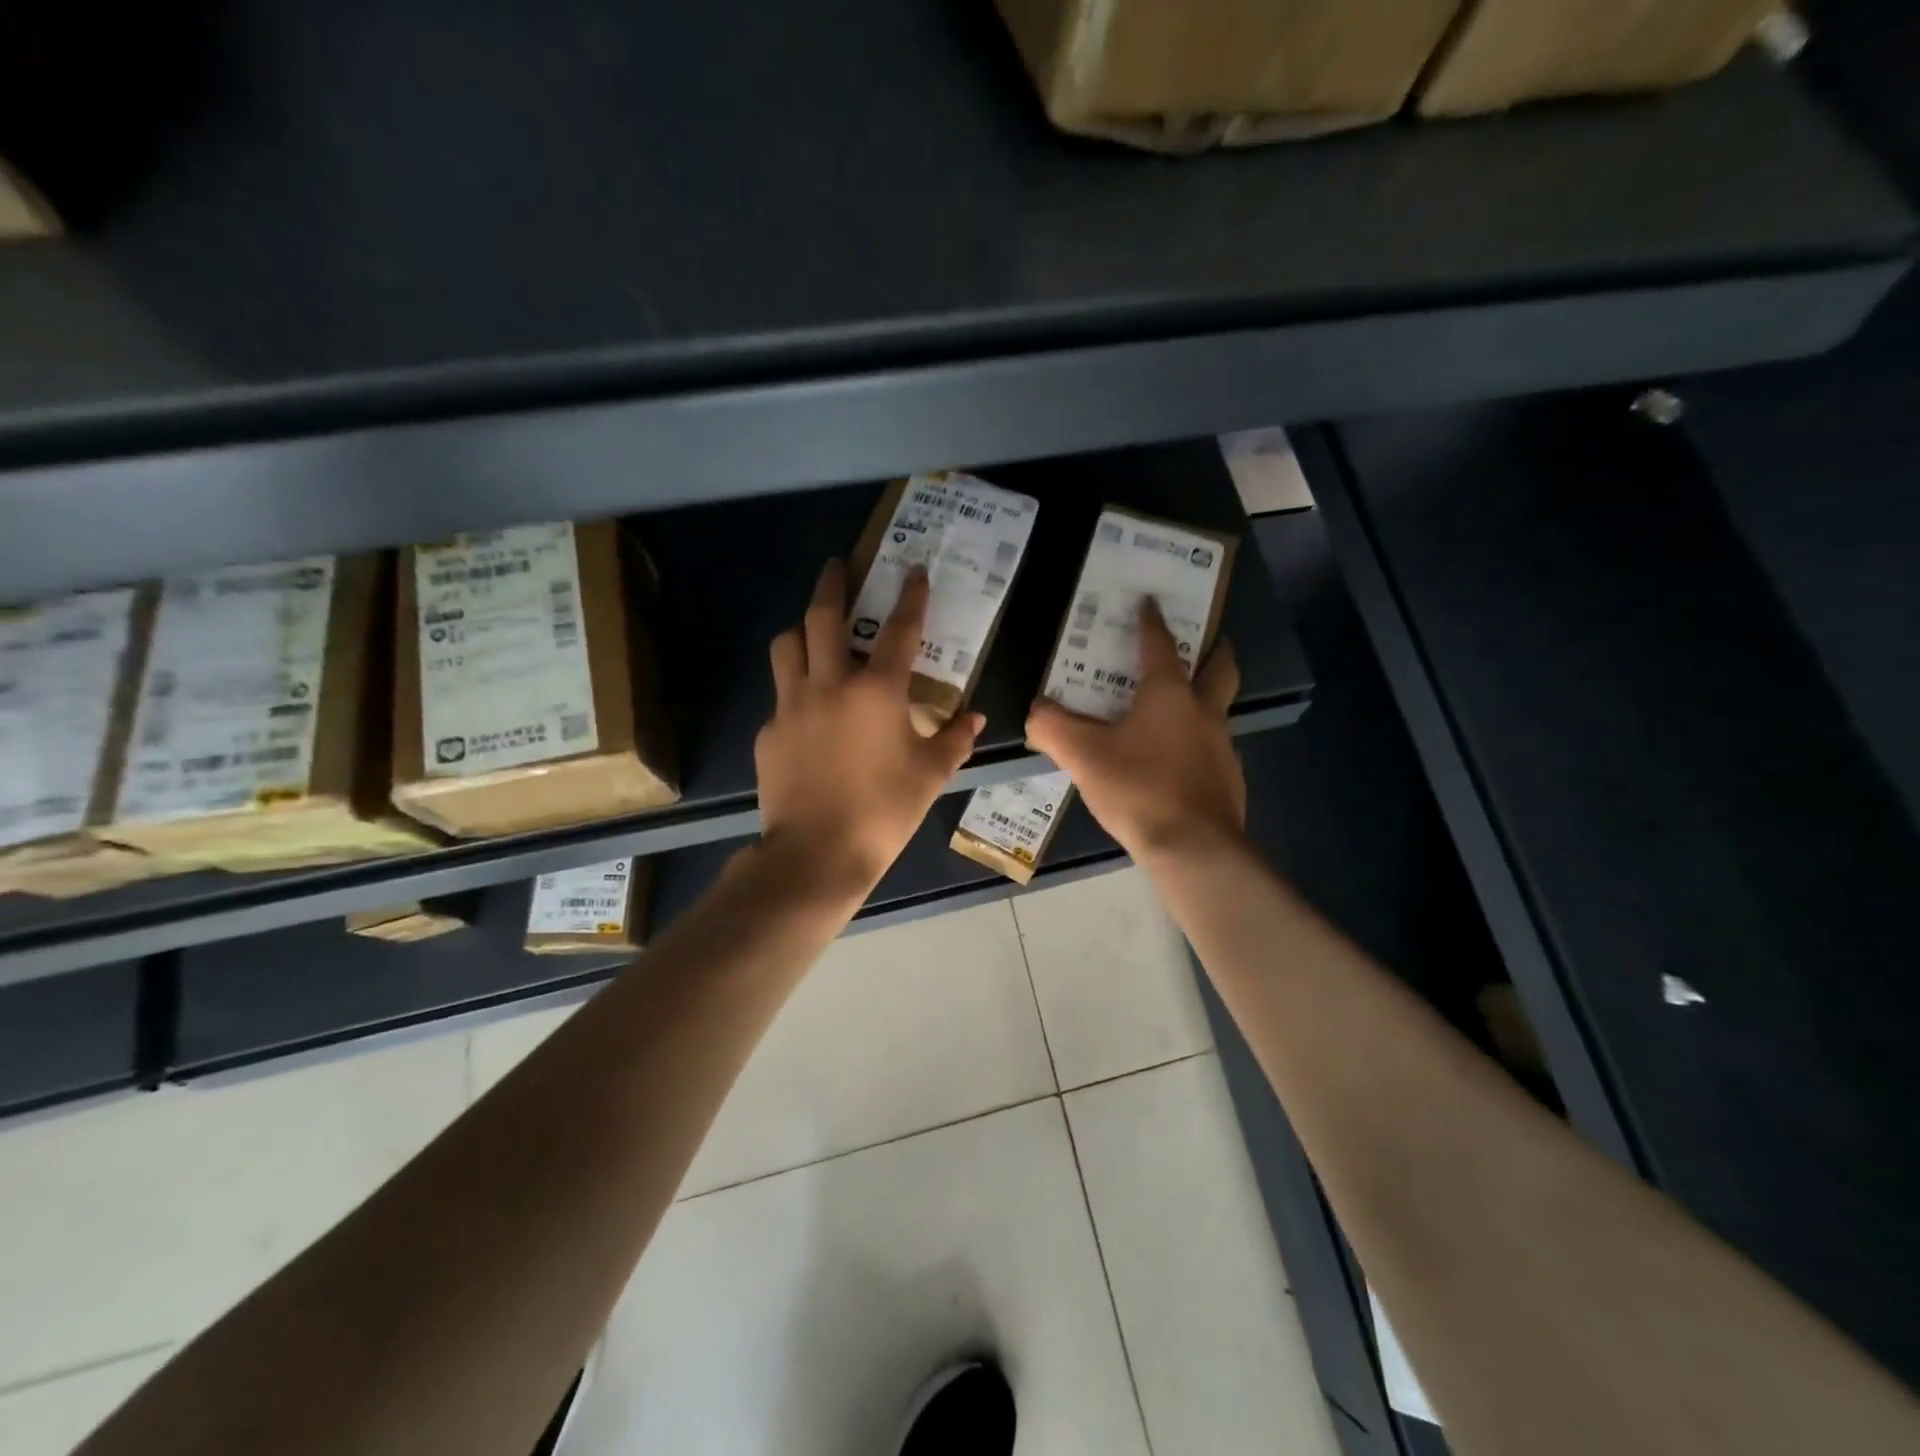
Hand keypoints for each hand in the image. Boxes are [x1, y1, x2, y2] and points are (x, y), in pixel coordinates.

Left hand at [755, 559, 983, 896]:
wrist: (817, 854)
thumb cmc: (884, 812)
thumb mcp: (930, 776)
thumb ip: (954, 740)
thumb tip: (974, 718)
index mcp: (877, 692)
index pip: (899, 630)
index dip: (911, 596)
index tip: (914, 570)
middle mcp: (829, 685)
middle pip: (823, 616)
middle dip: (832, 583)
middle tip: (837, 566)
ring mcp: (791, 706)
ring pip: (787, 645)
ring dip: (802, 629)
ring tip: (814, 632)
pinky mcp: (769, 732)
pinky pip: (780, 695)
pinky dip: (795, 688)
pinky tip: (808, 712)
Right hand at [1026, 600, 1244, 863]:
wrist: (1193, 848)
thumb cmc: (1138, 788)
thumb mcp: (1083, 756)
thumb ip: (1052, 728)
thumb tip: (1035, 711)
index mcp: (1169, 695)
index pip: (1160, 645)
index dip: (1151, 621)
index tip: (1150, 602)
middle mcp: (1203, 711)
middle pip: (1219, 669)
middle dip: (1214, 650)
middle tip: (1206, 640)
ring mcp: (1222, 746)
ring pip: (1218, 709)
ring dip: (1204, 699)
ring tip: (1176, 708)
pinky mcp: (1228, 778)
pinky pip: (1212, 747)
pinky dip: (1196, 741)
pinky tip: (1175, 761)